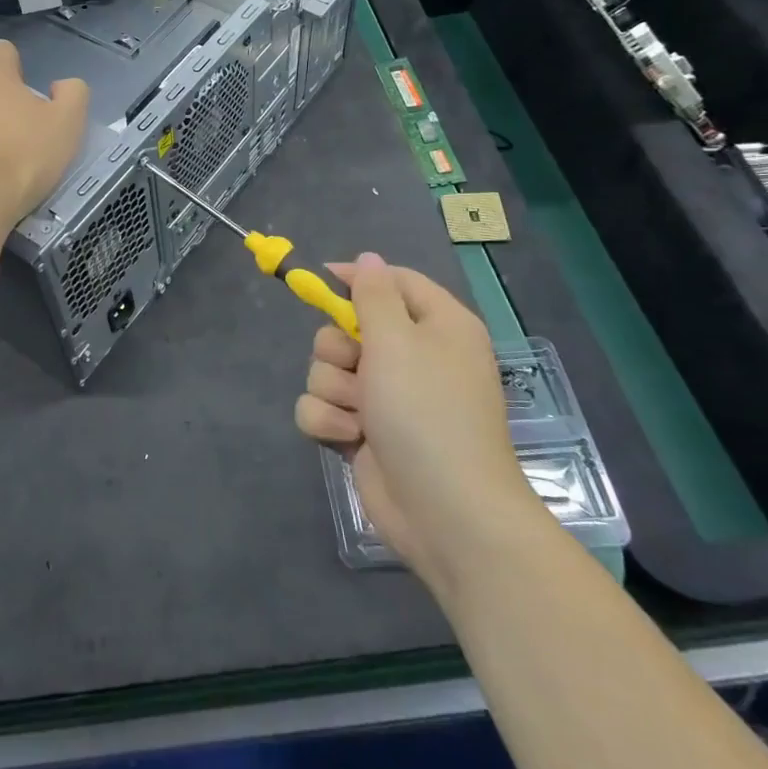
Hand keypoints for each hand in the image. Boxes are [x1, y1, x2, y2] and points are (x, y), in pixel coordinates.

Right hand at [295, 253, 544, 580]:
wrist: (445, 510)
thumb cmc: (426, 412)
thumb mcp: (398, 340)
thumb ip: (373, 294)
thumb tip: (368, 258)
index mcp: (437, 326)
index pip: (395, 281)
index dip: (359, 277)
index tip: (322, 278)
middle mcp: (412, 358)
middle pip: (348, 328)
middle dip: (339, 349)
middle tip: (358, 367)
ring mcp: (387, 398)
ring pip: (328, 369)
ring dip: (334, 390)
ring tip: (359, 414)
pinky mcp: (364, 432)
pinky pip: (323, 407)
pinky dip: (329, 421)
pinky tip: (349, 438)